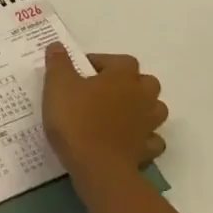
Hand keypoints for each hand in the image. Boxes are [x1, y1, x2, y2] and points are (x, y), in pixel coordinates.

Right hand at [42, 45, 167, 176]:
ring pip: (155, 109)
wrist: (98, 167)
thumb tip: (56, 45)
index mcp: (123, 76)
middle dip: (129, 83)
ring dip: (142, 108)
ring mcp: (149, 124)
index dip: (101, 62)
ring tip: (119, 114)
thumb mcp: (58, 85)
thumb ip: (58, 63)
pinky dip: (143, 138)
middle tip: (104, 91)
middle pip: (146, 82)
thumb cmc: (77, 119)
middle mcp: (142, 96)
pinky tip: (128, 141)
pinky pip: (152, 140)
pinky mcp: (147, 150)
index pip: (120, 60)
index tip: (81, 71)